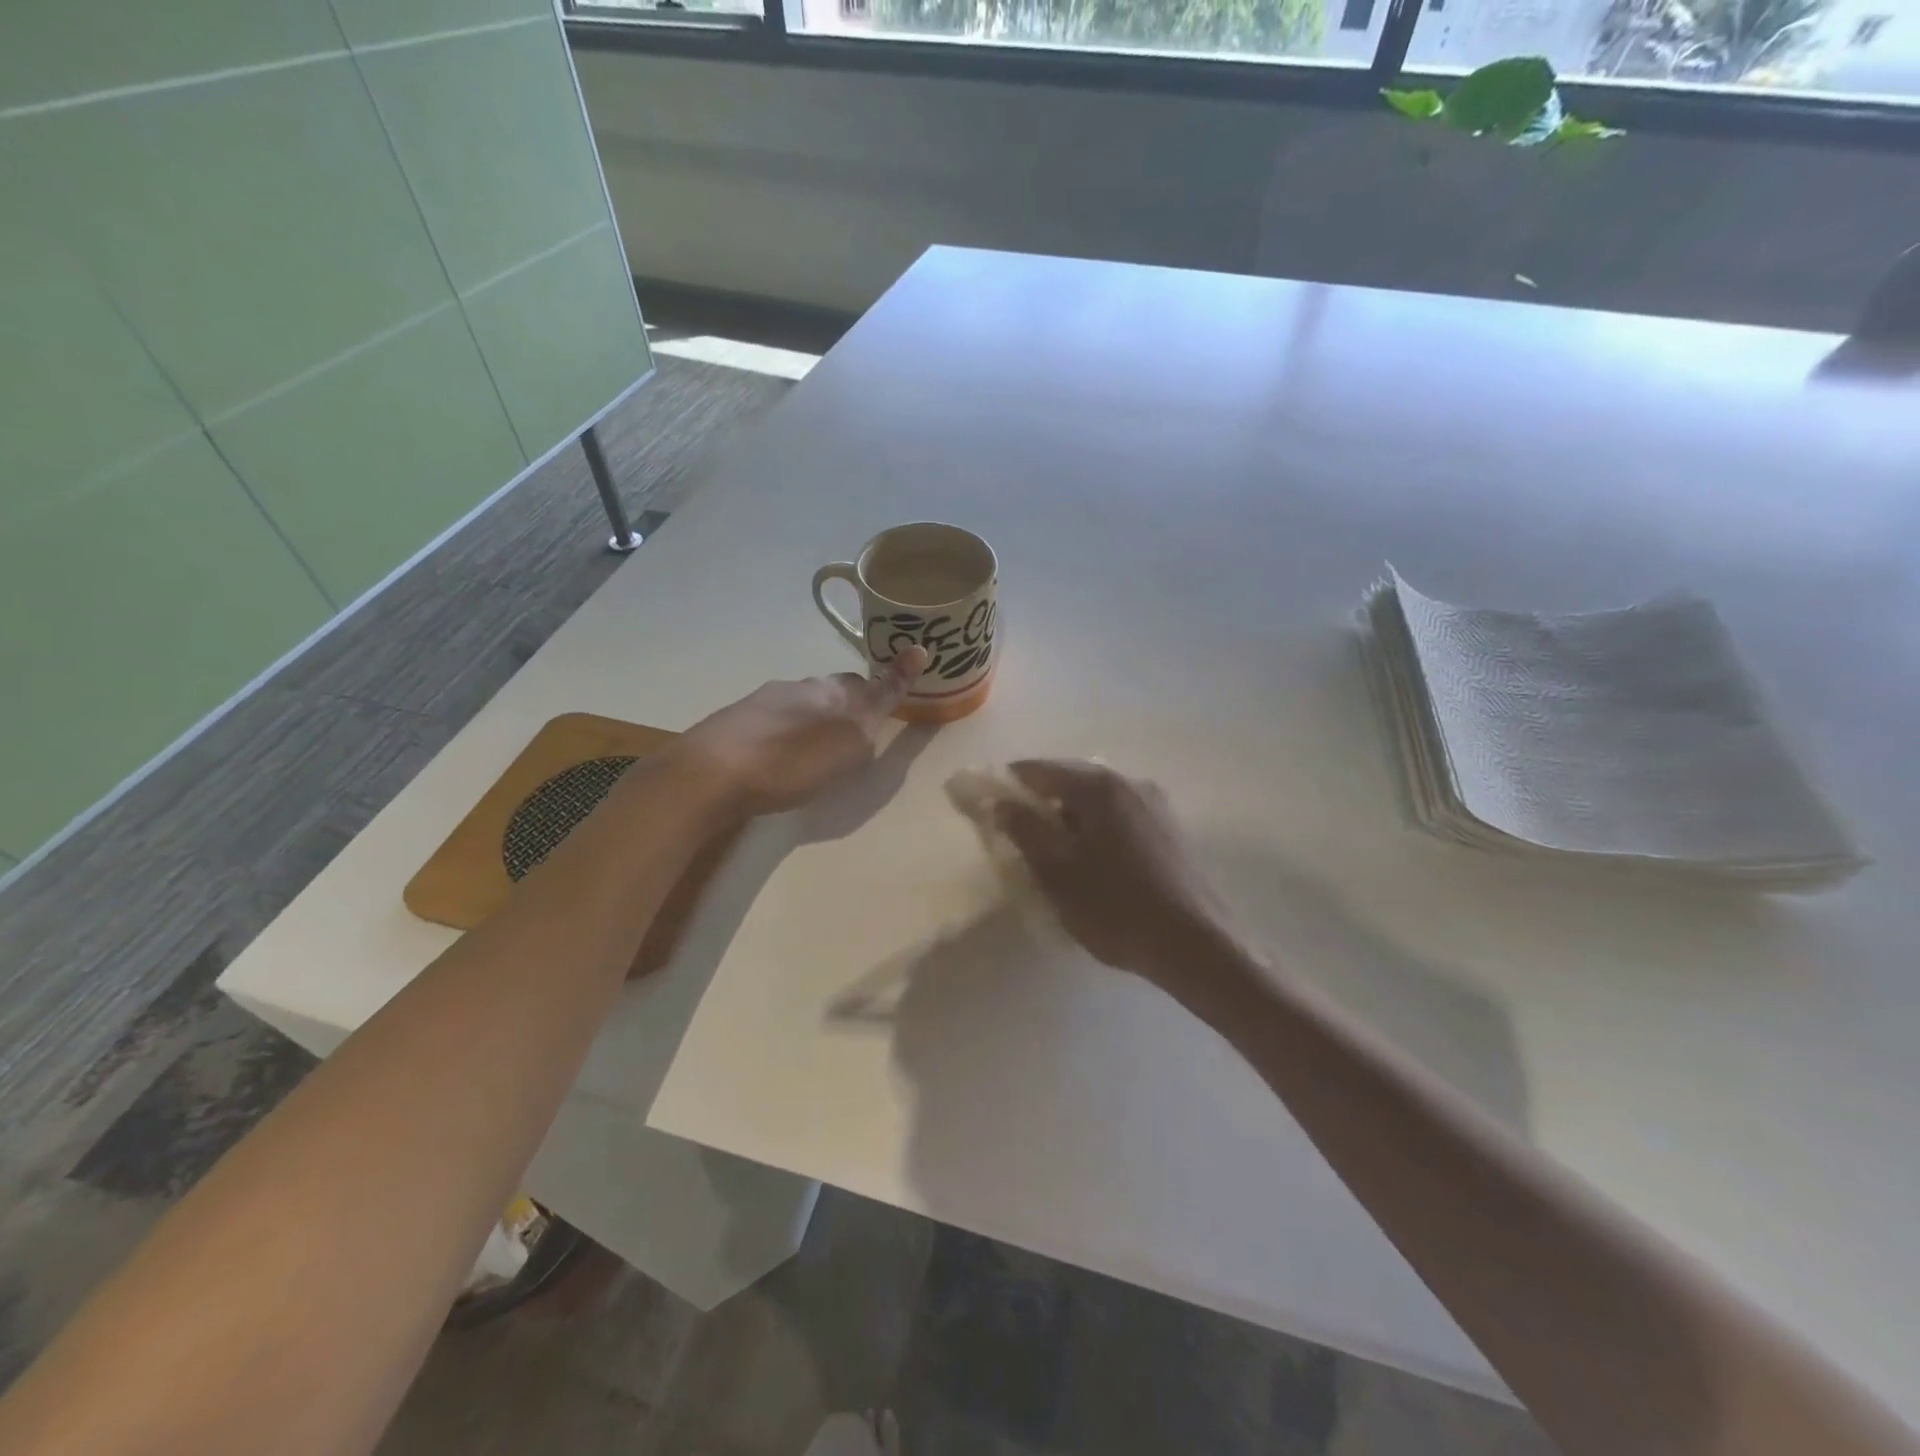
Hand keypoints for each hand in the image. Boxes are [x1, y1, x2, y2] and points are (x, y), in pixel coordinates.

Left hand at [679, 647, 928, 815]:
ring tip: (818, 748)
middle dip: (850, 704)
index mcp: (831, 691)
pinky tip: (780, 754)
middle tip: (859, 729)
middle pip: (835, 690)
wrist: (710, 774)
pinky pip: (775, 720)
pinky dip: (787, 731)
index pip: (870, 682)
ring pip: (802, 703)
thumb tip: (912, 655)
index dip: (890, 681)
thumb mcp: (849, 740)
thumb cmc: (792, 762)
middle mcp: (799, 687)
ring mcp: (763, 703)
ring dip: (815, 718)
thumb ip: (881, 700)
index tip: (906, 670)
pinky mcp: (736, 724)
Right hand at [995, 761, 1233, 992]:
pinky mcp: (1170, 829)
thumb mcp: (1057, 872)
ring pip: (1097, 800)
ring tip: (1054, 851)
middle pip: (1071, 780)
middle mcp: (1129, 782)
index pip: (1039, 769)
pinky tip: (1093, 861)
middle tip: (1018, 834)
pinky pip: (1120, 816)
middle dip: (1040, 801)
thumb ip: (1025, 830)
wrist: (1197, 944)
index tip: (988, 805)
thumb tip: (1001, 802)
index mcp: (1099, 787)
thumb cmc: (1116, 907)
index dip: (1008, 784)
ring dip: (1070, 816)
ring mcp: (1155, 804)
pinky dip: (1097, 828)